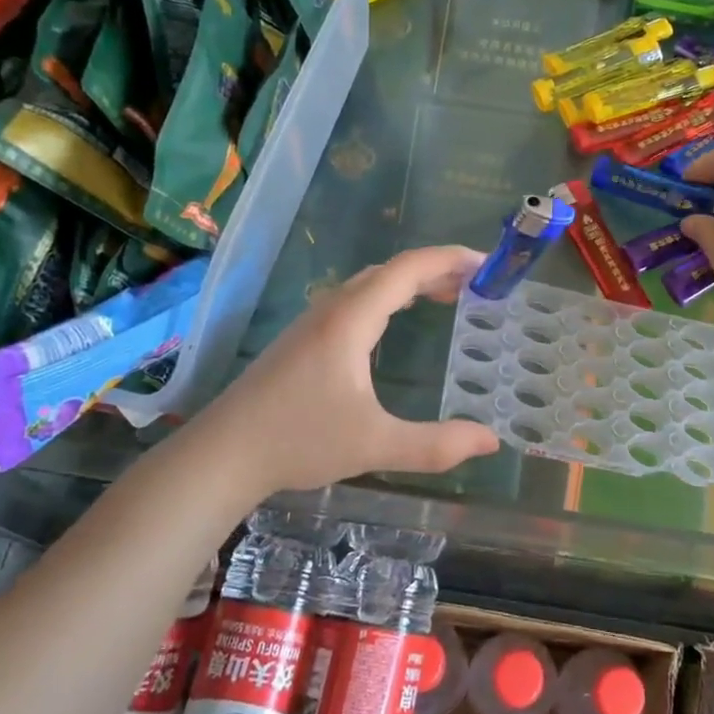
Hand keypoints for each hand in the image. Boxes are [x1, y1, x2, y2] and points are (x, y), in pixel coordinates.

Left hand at [194, 246, 501, 493]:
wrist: (222, 454)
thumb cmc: (298, 441)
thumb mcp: (375, 445)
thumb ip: (436, 445)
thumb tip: (491, 441)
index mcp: (351, 319)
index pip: (408, 269)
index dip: (449, 258)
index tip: (487, 262)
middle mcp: (333, 309)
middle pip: (391, 271)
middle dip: (437, 269)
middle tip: (478, 283)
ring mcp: (313, 322)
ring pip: (371, 284)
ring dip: (411, 283)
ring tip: (448, 296)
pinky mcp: (303, 339)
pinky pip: (356, 300)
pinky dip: (390, 298)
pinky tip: (395, 324)